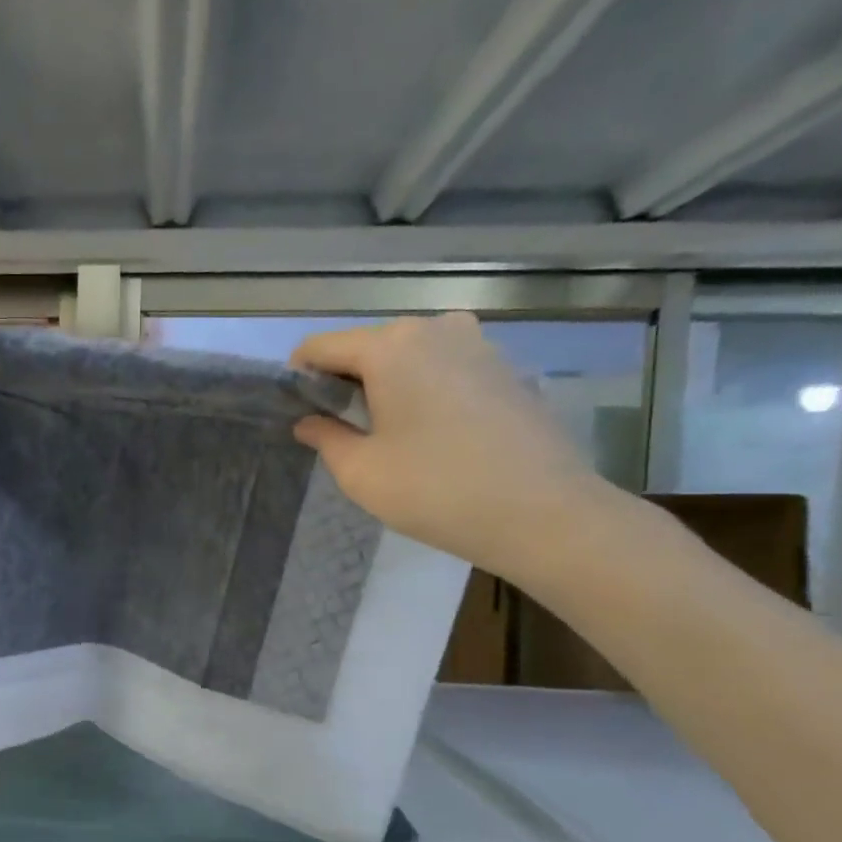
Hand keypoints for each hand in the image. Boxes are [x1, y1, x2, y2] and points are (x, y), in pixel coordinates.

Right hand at [291, 314, 613, 576]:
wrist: (543, 512)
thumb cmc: (436, 490)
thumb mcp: (361, 472)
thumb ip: (325, 438)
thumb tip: (309, 422)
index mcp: (390, 346)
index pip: (319, 346)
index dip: (299, 377)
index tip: (298, 412)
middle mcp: (432, 328)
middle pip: (366, 346)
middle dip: (344, 381)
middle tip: (340, 430)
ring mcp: (476, 342)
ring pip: (407, 355)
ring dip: (385, 384)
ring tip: (387, 432)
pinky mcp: (504, 365)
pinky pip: (443, 366)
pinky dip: (424, 388)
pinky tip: (431, 432)